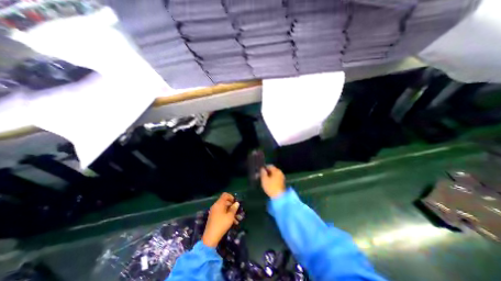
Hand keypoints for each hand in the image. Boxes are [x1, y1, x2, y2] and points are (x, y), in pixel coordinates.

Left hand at [202, 192, 239, 246]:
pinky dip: (227, 215)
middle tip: (237, 211)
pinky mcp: (213, 217)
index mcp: (219, 203)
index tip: (235, 202)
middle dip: (232, 206)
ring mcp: (214, 212)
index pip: (225, 195)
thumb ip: (234, 208)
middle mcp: (216, 206)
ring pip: (224, 208)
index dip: (231, 197)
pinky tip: (233, 222)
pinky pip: (221, 213)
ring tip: (237, 219)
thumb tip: (236, 203)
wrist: (210, 237)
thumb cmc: (222, 224)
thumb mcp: (230, 216)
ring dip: (230, 212)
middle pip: (225, 202)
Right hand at [258, 166, 285, 198]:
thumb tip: (262, 169)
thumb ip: (262, 173)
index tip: (259, 171)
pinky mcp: (282, 182)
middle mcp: (280, 172)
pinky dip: (271, 179)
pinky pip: (275, 178)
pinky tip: (268, 183)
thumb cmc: (271, 187)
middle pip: (272, 170)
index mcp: (276, 170)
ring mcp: (282, 177)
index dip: (264, 168)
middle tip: (260, 176)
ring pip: (274, 174)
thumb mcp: (264, 179)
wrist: (279, 197)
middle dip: (266, 172)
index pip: (269, 166)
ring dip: (268, 176)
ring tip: (263, 180)